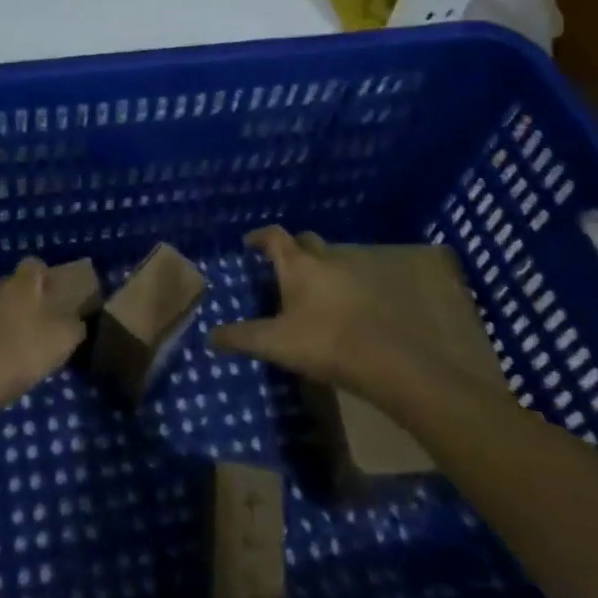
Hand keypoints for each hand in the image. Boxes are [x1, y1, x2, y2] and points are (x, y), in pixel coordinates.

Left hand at [0, 257, 86, 418]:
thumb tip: (77, 321)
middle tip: (32, 324)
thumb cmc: (23, 352)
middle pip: (10, 286)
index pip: (33, 265)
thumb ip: (74, 326)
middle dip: (20, 300)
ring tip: (8, 342)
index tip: (50, 294)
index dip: (43, 276)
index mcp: (22, 285)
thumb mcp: (63, 341)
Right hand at [210, 226, 506, 408]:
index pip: (275, 236)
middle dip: (292, 248)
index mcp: (299, 265)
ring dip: (317, 268)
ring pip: (331, 261)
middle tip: (279, 265)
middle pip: (306, 241)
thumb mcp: (274, 343)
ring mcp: (355, 276)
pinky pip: (349, 282)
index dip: (259, 237)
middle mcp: (327, 261)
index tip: (248, 244)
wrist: (387, 361)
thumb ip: (241, 338)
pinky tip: (333, 312)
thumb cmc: (324, 342)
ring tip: (304, 291)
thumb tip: (210, 336)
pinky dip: (338, 288)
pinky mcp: (376, 295)